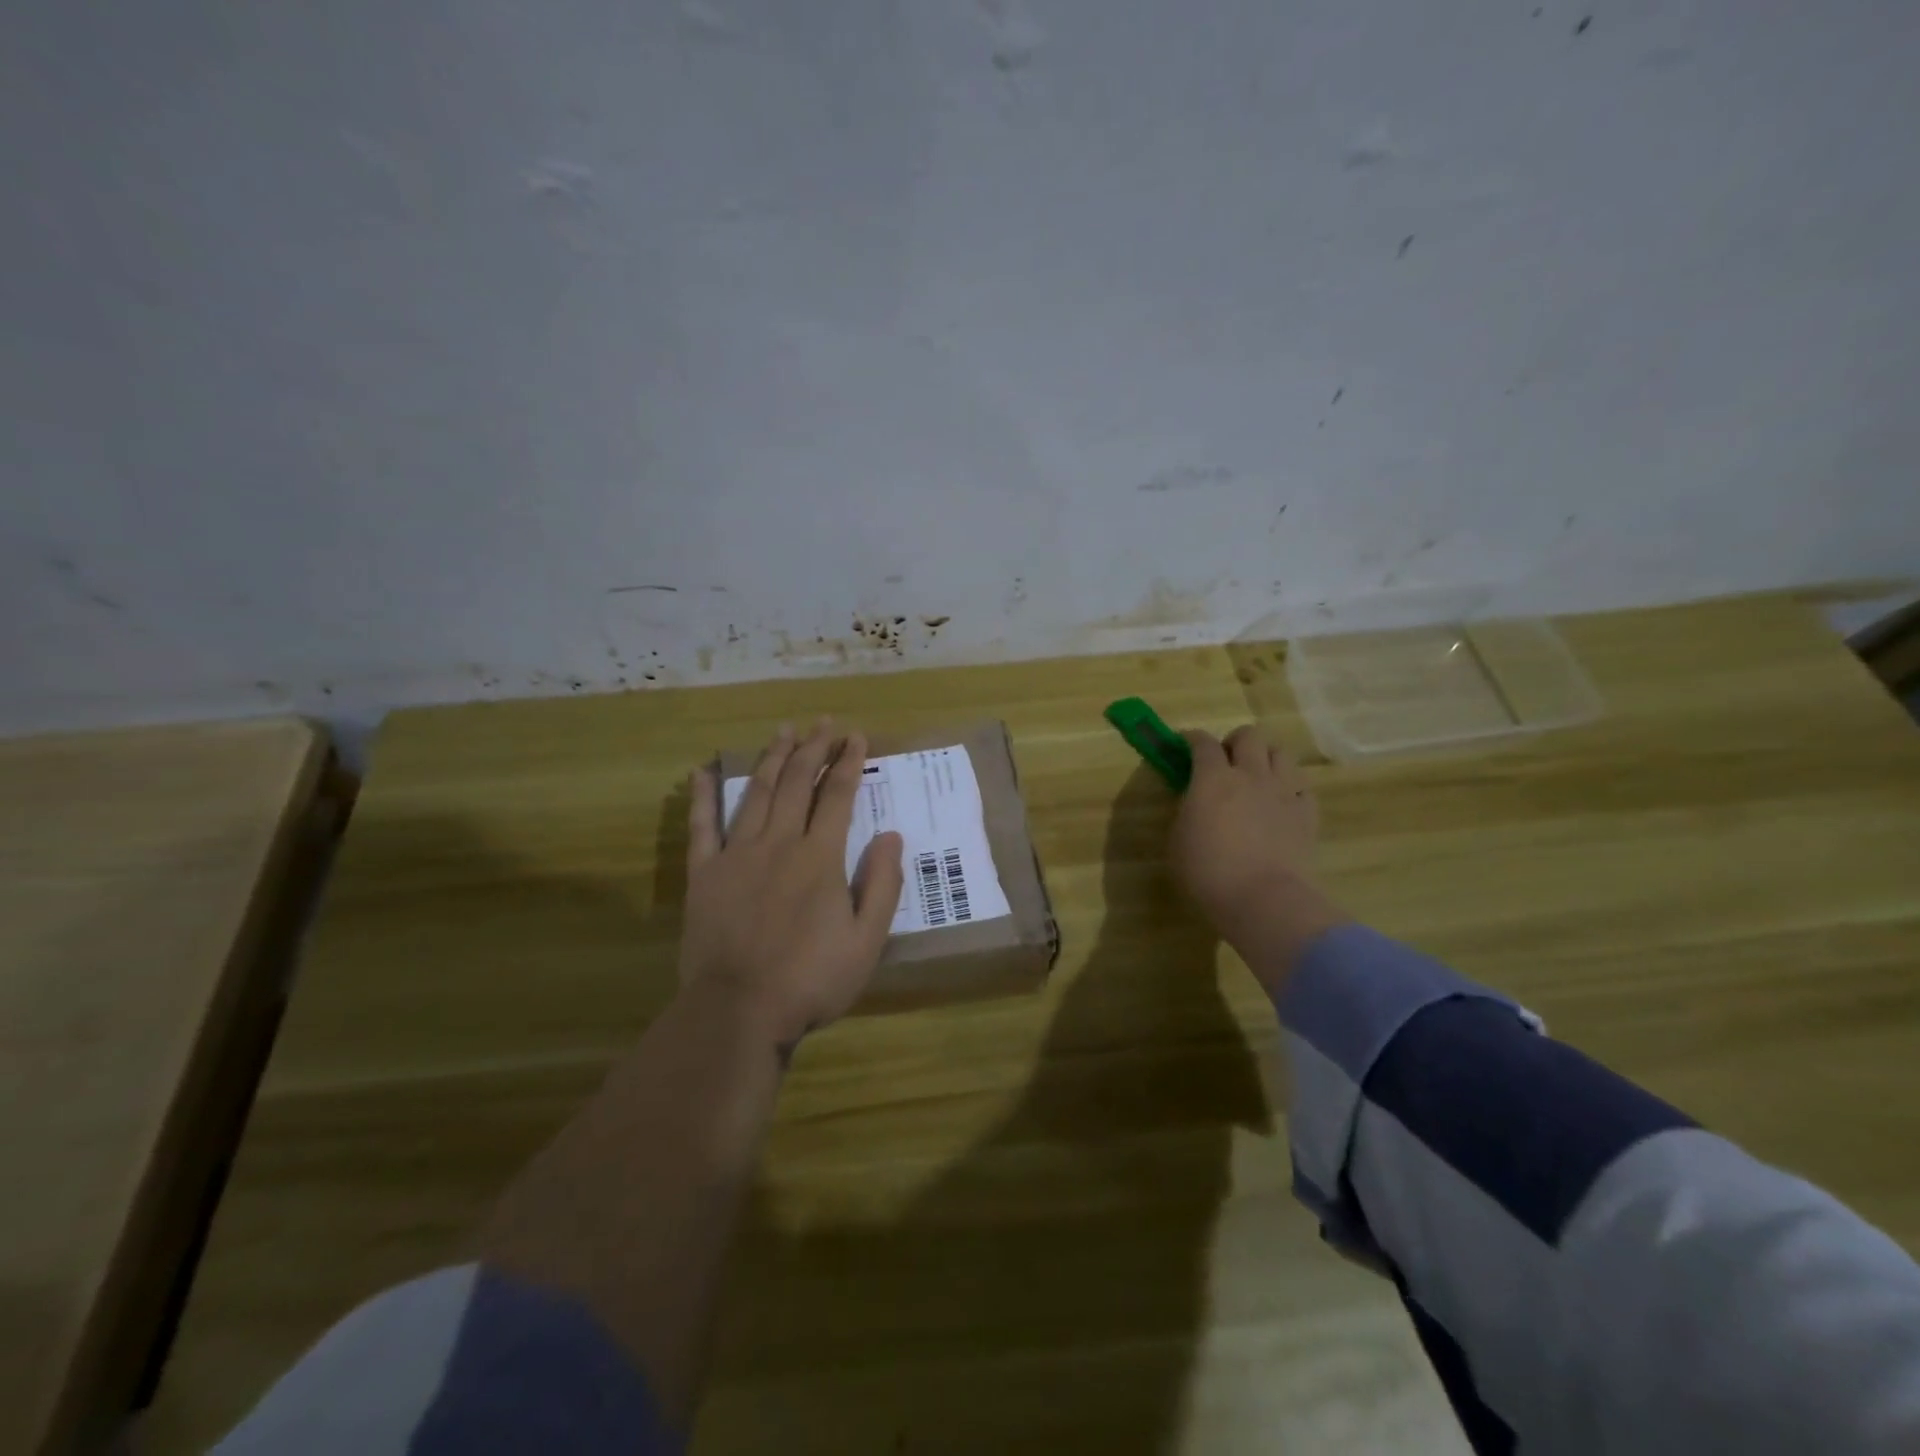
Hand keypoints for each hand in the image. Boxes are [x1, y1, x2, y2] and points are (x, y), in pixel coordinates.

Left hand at [682, 721, 904, 1046]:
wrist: (738, 1011)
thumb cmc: (811, 980)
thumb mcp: (867, 941)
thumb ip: (882, 885)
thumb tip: (890, 836)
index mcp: (820, 857)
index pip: (837, 795)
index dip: (848, 762)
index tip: (856, 737)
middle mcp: (779, 843)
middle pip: (796, 783)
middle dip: (812, 748)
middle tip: (823, 722)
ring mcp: (737, 855)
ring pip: (756, 793)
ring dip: (771, 758)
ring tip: (783, 731)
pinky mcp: (705, 874)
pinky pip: (701, 827)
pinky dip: (702, 797)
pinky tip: (702, 771)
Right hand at [1171, 725, 1344, 989]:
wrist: (1263, 898)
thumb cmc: (1208, 872)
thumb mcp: (1178, 839)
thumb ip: (1187, 810)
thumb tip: (1195, 800)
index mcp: (1213, 778)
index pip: (1202, 742)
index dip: (1192, 738)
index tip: (1185, 743)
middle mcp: (1251, 774)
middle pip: (1249, 736)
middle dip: (1234, 742)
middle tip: (1225, 761)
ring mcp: (1283, 792)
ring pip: (1281, 753)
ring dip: (1265, 758)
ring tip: (1257, 777)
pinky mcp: (1307, 814)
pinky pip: (1301, 787)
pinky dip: (1290, 789)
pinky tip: (1281, 805)